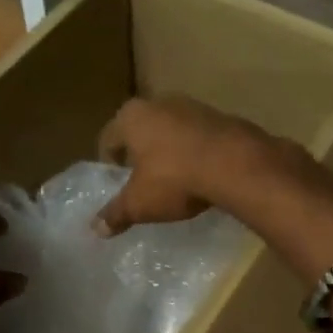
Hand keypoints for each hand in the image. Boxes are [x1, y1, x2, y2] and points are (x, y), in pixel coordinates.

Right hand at [95, 96, 278, 235]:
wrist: (235, 164)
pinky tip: (201, 173)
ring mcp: (193, 106)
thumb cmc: (174, 179)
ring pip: (171, 130)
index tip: (116, 180)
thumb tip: (96, 229)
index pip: (108, 138)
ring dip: (169, 150)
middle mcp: (159, 103)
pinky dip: (195, 151)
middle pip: (141, 130)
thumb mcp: (139, 203)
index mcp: (131, 117)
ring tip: (174, 178)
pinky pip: (198, 136)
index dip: (109, 162)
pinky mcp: (221, 116)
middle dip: (140, 152)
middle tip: (142, 179)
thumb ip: (116, 214)